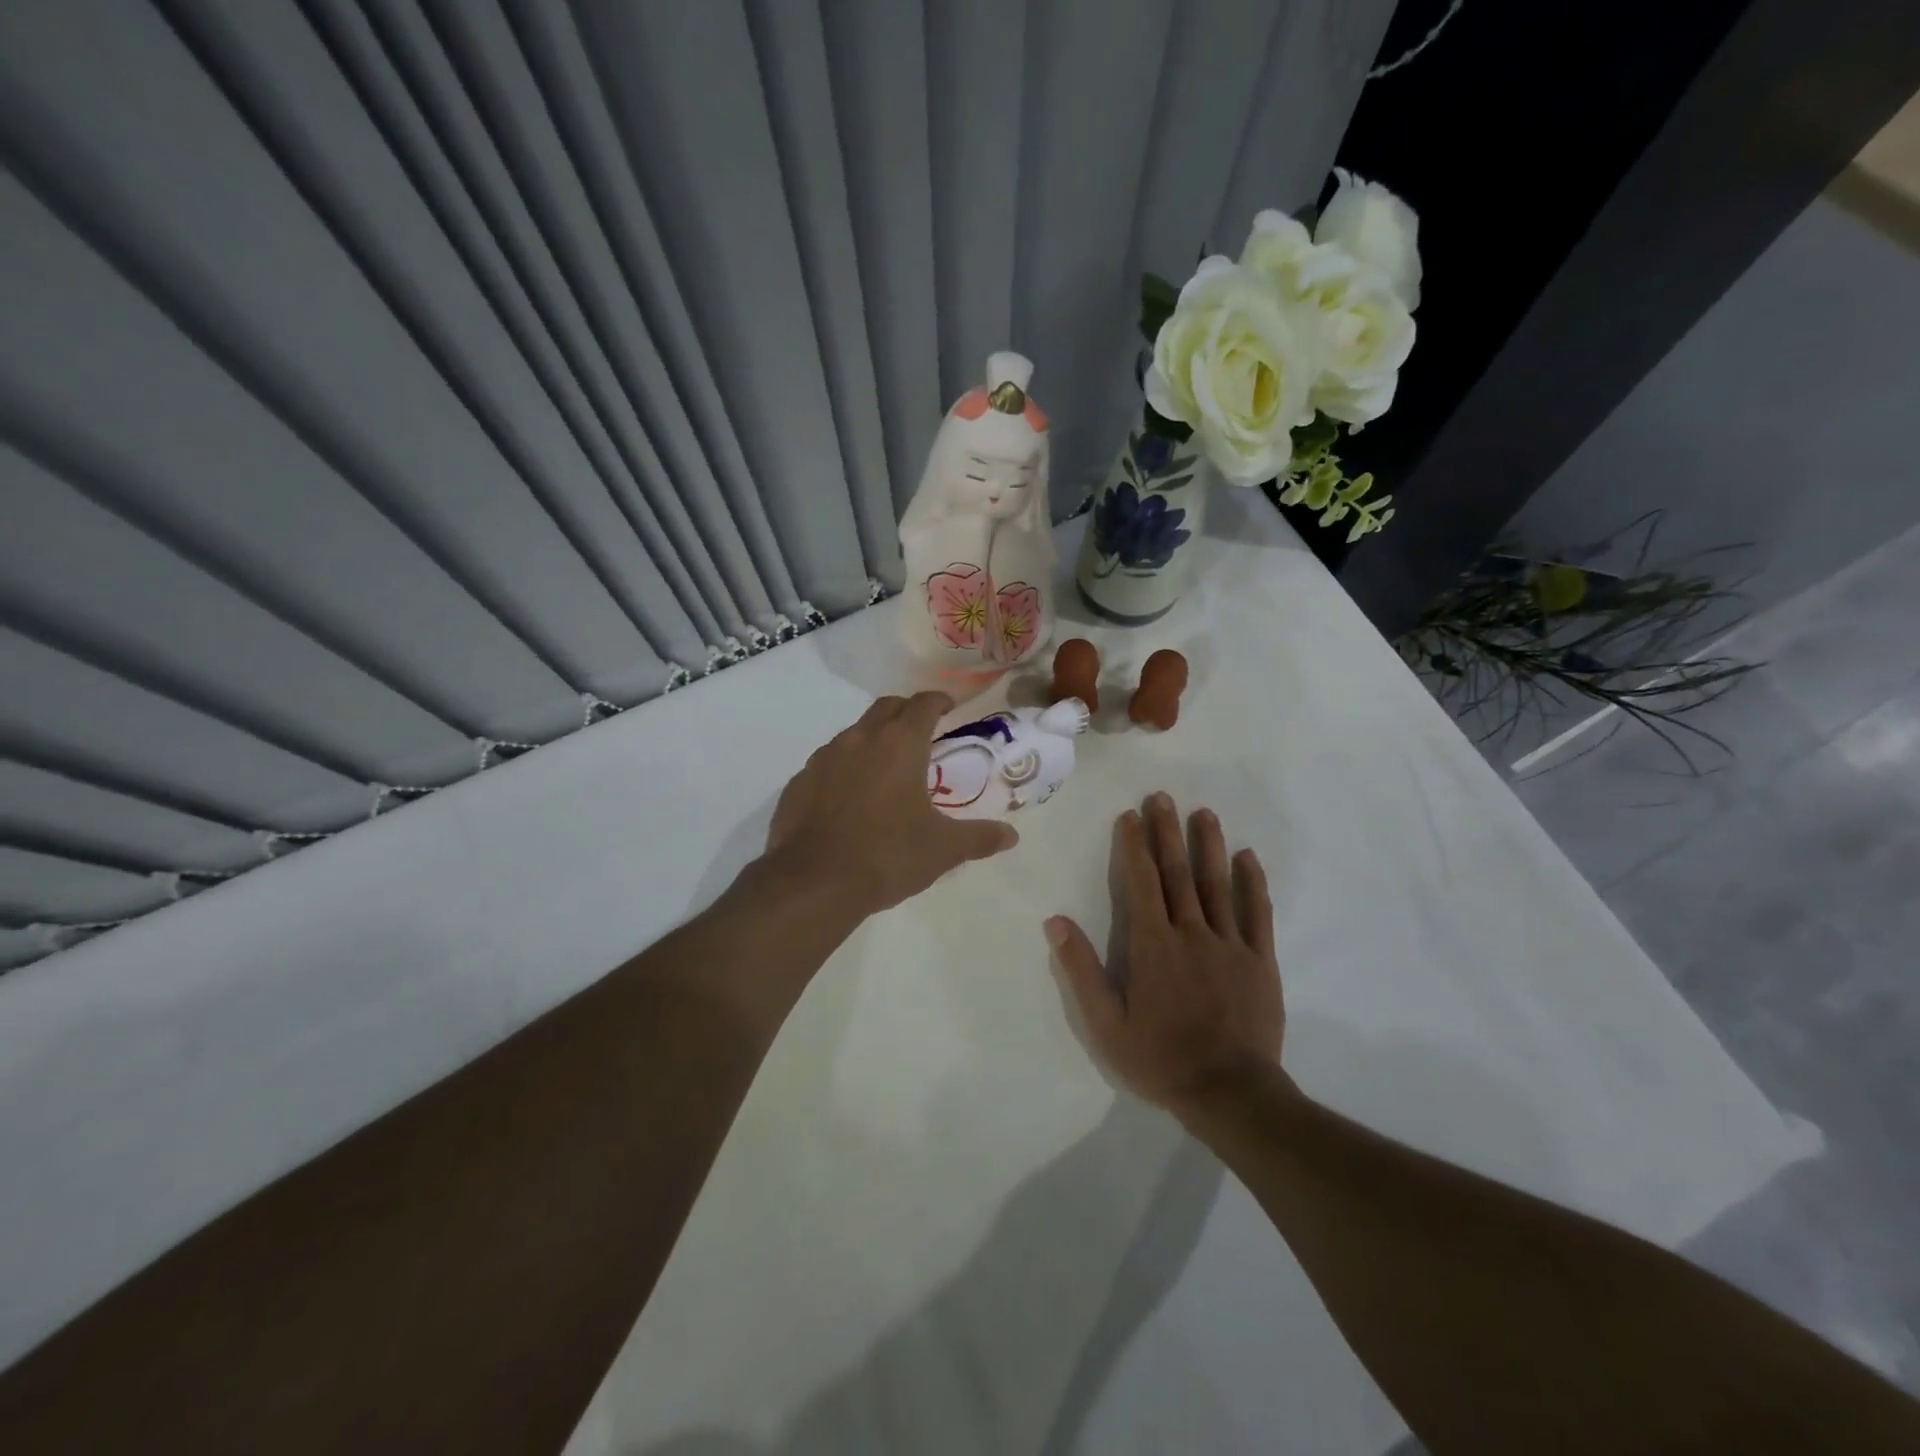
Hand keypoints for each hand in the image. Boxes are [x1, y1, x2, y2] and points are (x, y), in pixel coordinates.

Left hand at [765, 692, 1017, 920]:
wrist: (814, 882)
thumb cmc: (888, 855)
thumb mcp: (943, 849)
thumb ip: (979, 837)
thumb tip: (1011, 836)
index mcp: (900, 744)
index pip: (923, 703)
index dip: (939, 701)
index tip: (948, 708)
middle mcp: (860, 739)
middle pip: (886, 707)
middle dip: (906, 712)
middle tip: (921, 733)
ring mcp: (824, 758)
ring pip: (854, 733)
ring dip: (873, 739)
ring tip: (886, 769)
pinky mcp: (799, 781)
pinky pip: (827, 763)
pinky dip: (844, 768)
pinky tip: (849, 798)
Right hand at [1046, 792, 1283, 1113]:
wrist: (1229, 1093)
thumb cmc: (1160, 1058)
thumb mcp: (1106, 1023)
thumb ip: (1082, 969)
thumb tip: (1056, 922)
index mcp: (1152, 945)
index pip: (1141, 882)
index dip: (1134, 846)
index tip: (1130, 815)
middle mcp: (1191, 933)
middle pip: (1177, 873)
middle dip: (1167, 832)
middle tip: (1162, 797)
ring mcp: (1230, 944)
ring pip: (1218, 884)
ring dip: (1208, 846)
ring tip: (1203, 813)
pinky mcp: (1260, 961)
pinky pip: (1258, 914)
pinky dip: (1253, 883)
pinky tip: (1248, 857)